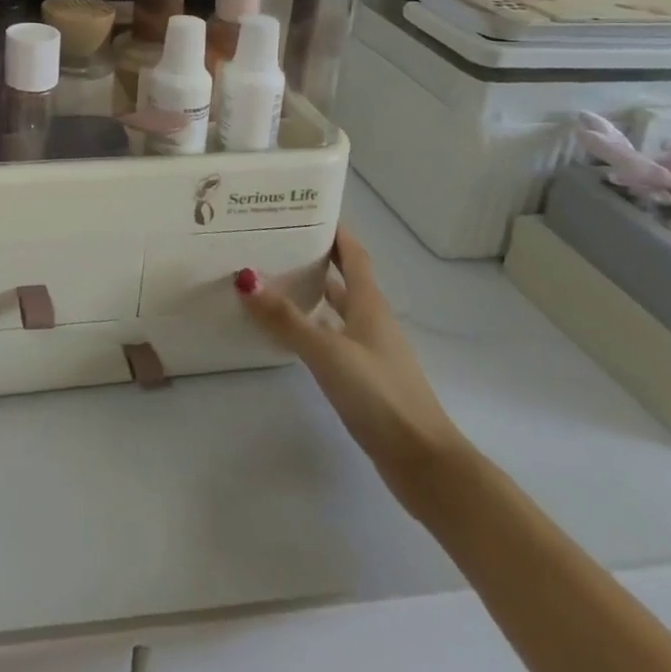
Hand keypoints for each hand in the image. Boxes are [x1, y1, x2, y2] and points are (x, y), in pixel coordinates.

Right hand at [237, 227, 465, 503]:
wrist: (424, 463)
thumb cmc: (380, 395)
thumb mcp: (328, 351)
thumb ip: (286, 318)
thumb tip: (245, 278)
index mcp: (369, 304)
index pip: (352, 254)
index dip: (333, 229)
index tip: (304, 207)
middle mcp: (370, 320)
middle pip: (342, 277)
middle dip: (312, 257)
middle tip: (271, 240)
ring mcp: (368, 350)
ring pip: (334, 309)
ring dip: (309, 292)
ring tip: (268, 278)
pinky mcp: (363, 378)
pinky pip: (330, 337)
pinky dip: (309, 327)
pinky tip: (285, 332)